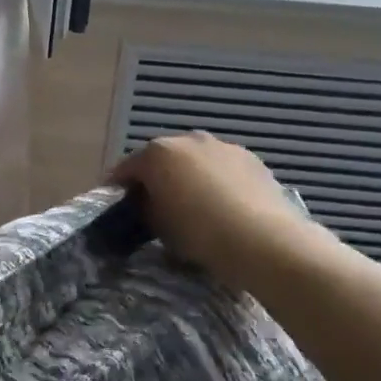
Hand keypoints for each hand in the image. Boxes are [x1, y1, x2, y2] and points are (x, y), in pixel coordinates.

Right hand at [112, 132, 317, 288]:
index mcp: (157, 153)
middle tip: (154, 207)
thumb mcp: (159, 226)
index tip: (116, 208)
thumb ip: (146, 208)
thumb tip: (147, 204)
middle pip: (161, 160)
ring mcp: (222, 146)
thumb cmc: (200, 233)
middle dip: (155, 179)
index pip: (125, 169)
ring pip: (194, 162)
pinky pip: (221, 169)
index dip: (117, 189)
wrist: (264, 240)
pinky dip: (216, 182)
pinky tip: (222, 207)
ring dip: (187, 178)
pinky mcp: (251, 159)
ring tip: (192, 207)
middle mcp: (187, 139)